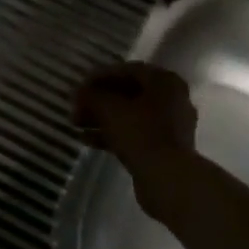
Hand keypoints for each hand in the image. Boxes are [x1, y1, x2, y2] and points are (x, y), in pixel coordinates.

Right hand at [74, 63, 197, 175]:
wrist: (167, 177)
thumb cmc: (140, 133)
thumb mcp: (109, 109)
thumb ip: (92, 95)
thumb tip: (79, 91)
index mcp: (165, 82)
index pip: (128, 70)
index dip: (100, 76)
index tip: (80, 86)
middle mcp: (172, 99)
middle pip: (129, 93)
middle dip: (99, 100)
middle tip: (76, 107)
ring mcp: (170, 125)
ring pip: (130, 115)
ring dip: (102, 118)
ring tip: (76, 124)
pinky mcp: (164, 148)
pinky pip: (135, 133)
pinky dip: (113, 134)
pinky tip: (87, 140)